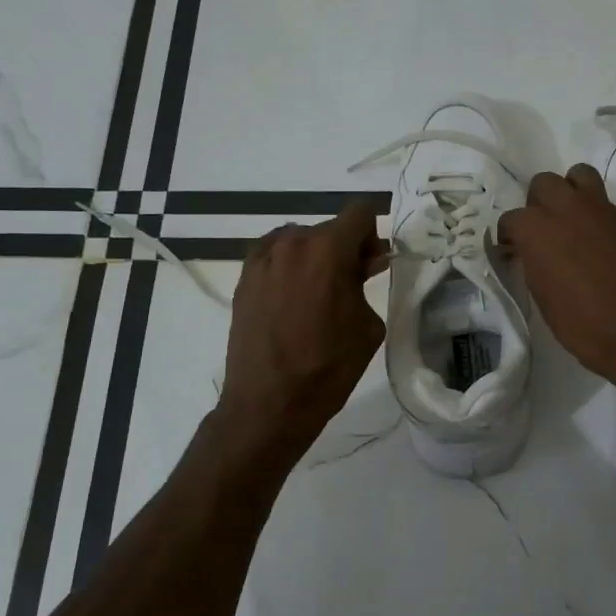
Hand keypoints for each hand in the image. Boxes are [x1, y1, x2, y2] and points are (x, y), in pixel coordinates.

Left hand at [215, 202, 388, 459]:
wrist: (269, 403)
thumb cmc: (328, 367)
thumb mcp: (367, 325)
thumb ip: (366, 282)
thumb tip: (366, 261)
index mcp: (328, 249)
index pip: (359, 212)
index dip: (372, 235)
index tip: (372, 264)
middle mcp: (292, 243)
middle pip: (328, 228)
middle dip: (344, 249)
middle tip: (350, 286)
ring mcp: (262, 258)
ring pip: (299, 241)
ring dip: (314, 258)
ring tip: (315, 297)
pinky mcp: (243, 277)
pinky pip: (274, 256)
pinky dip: (288, 267)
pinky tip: (291, 300)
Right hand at [499, 164, 615, 391]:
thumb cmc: (586, 325)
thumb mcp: (545, 302)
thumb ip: (535, 268)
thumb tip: (534, 257)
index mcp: (536, 229)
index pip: (511, 220)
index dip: (509, 238)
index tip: (512, 254)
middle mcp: (565, 208)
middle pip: (543, 184)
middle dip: (538, 204)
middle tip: (542, 233)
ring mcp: (599, 209)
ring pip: (577, 176)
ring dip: (569, 192)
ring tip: (570, 223)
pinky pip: (602, 200)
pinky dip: (594, 211)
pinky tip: (595, 241)